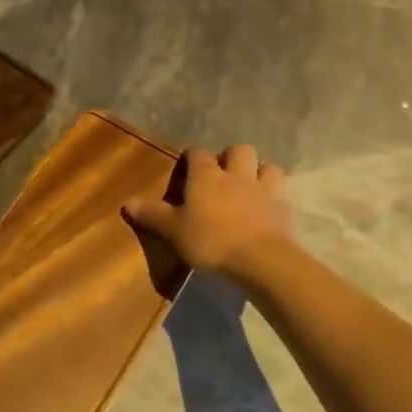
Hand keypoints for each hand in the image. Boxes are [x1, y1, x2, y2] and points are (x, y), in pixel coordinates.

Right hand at [124, 144, 294, 281]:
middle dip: (231, 157)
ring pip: (266, 166)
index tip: (187, 165)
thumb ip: (153, 215)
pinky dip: (273, 197)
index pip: (198, 153)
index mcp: (206, 176)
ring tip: (250, 186)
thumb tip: (127, 202)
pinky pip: (280, 193)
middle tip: (223, 174)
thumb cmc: (211, 241)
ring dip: (258, 171)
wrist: (261, 261)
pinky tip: (266, 210)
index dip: (192, 157)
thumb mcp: (174, 231)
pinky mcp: (284, 209)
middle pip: (239, 150)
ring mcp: (264, 189)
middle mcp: (236, 174)